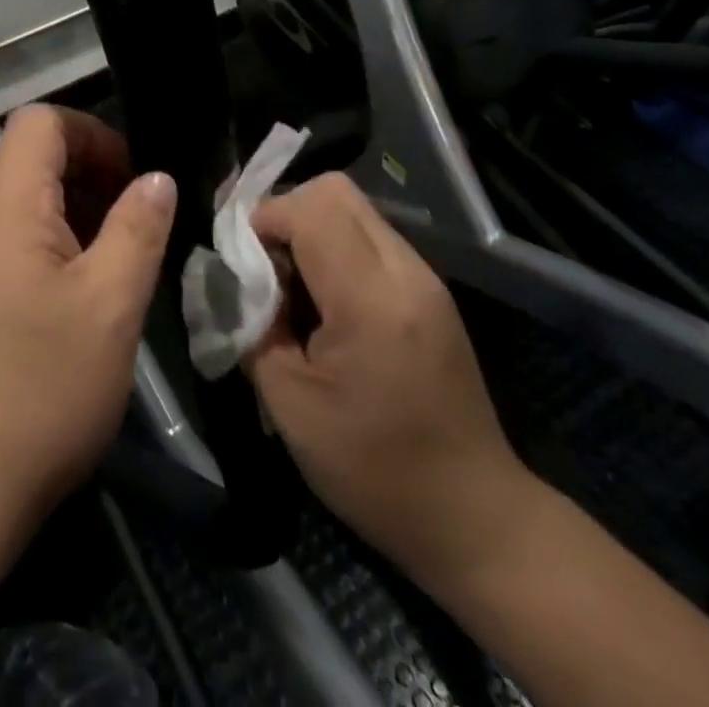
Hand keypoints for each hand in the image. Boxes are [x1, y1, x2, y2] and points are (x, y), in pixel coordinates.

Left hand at [0, 106, 176, 525]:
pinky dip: (54, 240)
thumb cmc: (42, 389)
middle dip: (90, 170)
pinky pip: (13, 237)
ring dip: (76, 208)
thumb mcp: (111, 305)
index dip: (93, 132)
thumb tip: (156, 177)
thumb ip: (138, 228)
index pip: (41, 121)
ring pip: (24, 198)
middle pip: (31, 155)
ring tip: (117, 254)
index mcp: (5, 206)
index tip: (133, 177)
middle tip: (136, 218)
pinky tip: (83, 289)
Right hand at [244, 174, 531, 587]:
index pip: (308, 209)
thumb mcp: (290, 405)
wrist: (475, 517)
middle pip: (334, 191)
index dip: (262, 219)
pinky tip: (323, 297)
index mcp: (371, 300)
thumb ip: (253, 326)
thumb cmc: (374, 470)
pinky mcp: (429, 289)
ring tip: (289, 281)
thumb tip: (233, 279)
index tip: (239, 259)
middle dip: (285, 211)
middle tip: (261, 261)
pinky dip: (334, 246)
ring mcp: (424, 277)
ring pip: (353, 208)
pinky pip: (370, 236)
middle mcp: (405, 271)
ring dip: (310, 227)